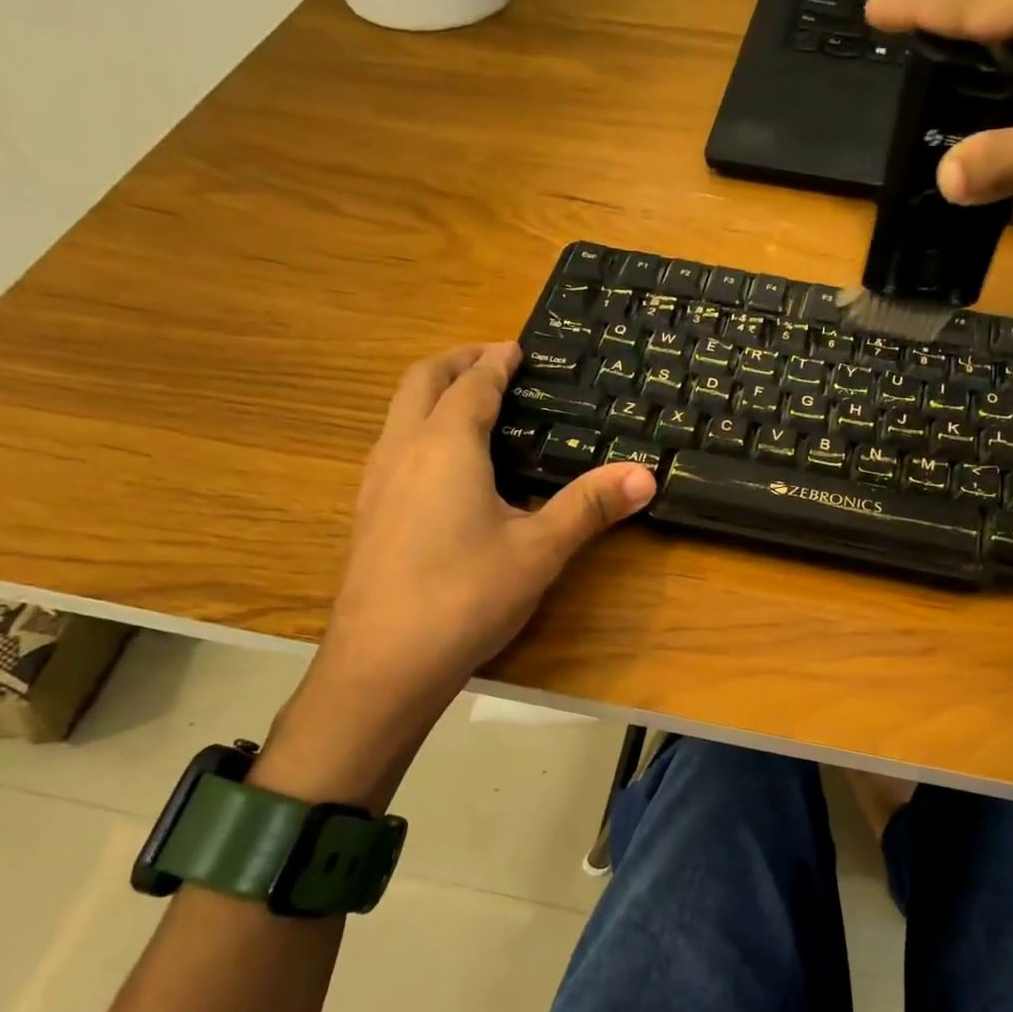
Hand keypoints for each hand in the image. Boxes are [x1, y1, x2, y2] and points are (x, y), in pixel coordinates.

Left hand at [308, 343, 654, 733]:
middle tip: (492, 360)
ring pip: (399, 413)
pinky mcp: (367, 514)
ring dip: (433, 394)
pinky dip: (420, 428)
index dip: (496, 362)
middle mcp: (402, 451)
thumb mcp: (539, 550)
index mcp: (445, 446)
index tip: (517, 348)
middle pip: (420, 382)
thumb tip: (645, 475)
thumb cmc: (466, 595)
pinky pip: (393, 446)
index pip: (472, 385)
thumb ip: (589, 506)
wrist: (383, 663)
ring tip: (471, 405)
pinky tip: (444, 468)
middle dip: (456, 362)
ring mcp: (375, 482)